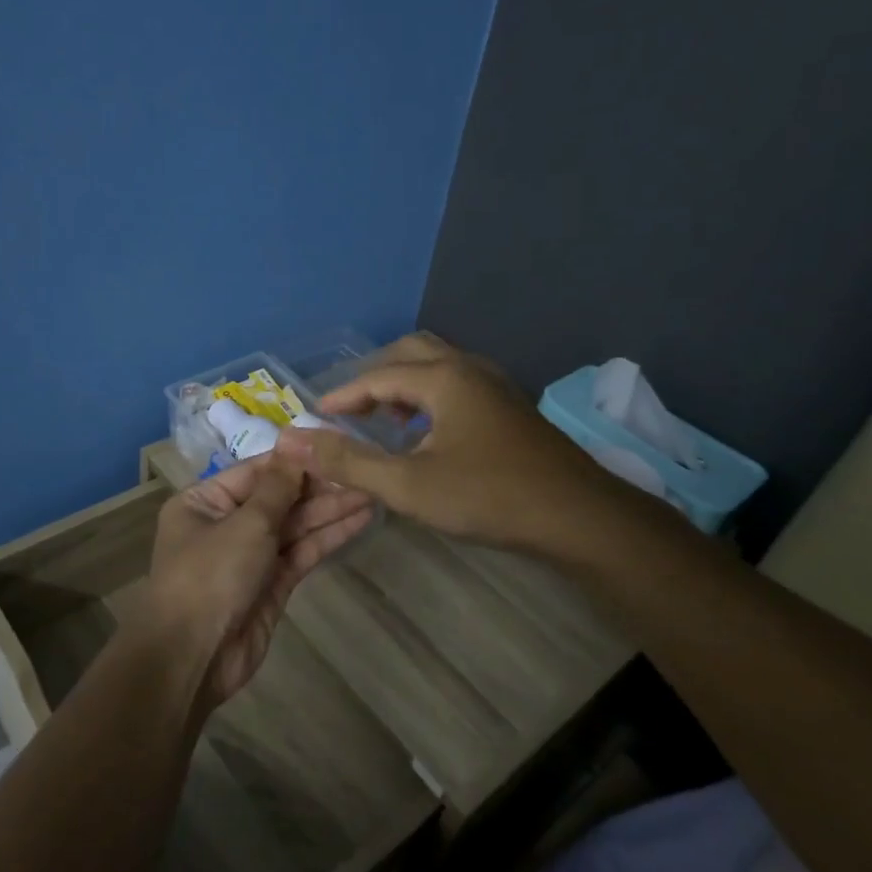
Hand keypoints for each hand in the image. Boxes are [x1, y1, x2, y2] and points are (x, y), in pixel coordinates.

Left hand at [140, 453, 373, 709]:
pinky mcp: (272, 584)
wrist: (194, 657)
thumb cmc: (210, 576)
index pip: (256, 472)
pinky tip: (359, 520)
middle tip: (363, 471)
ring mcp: (251, 555)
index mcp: (205, 501)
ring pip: (294, 525)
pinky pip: (301, 552)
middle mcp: (226, 523)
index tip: (334, 447)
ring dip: (330, 510)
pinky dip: (328, 537)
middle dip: (319, 487)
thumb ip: (277, 486)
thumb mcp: (245, 523)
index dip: (296, 460)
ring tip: (371, 491)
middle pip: (278, 498)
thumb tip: (293, 442)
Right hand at [274, 332, 621, 554]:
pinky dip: (429, 399)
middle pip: (410, 353)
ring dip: (403, 387)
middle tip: (349, 412)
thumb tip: (292, 441)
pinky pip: (457, 386)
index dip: (341, 396)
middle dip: (374, 378)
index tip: (314, 417)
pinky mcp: (511, 408)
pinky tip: (426, 436)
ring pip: (438, 367)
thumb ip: (348, 462)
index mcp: (443, 377)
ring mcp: (496, 386)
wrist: (580, 518)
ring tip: (383, 423)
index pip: (377, 375)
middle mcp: (469, 368)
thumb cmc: (489, 496)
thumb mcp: (408, 485)